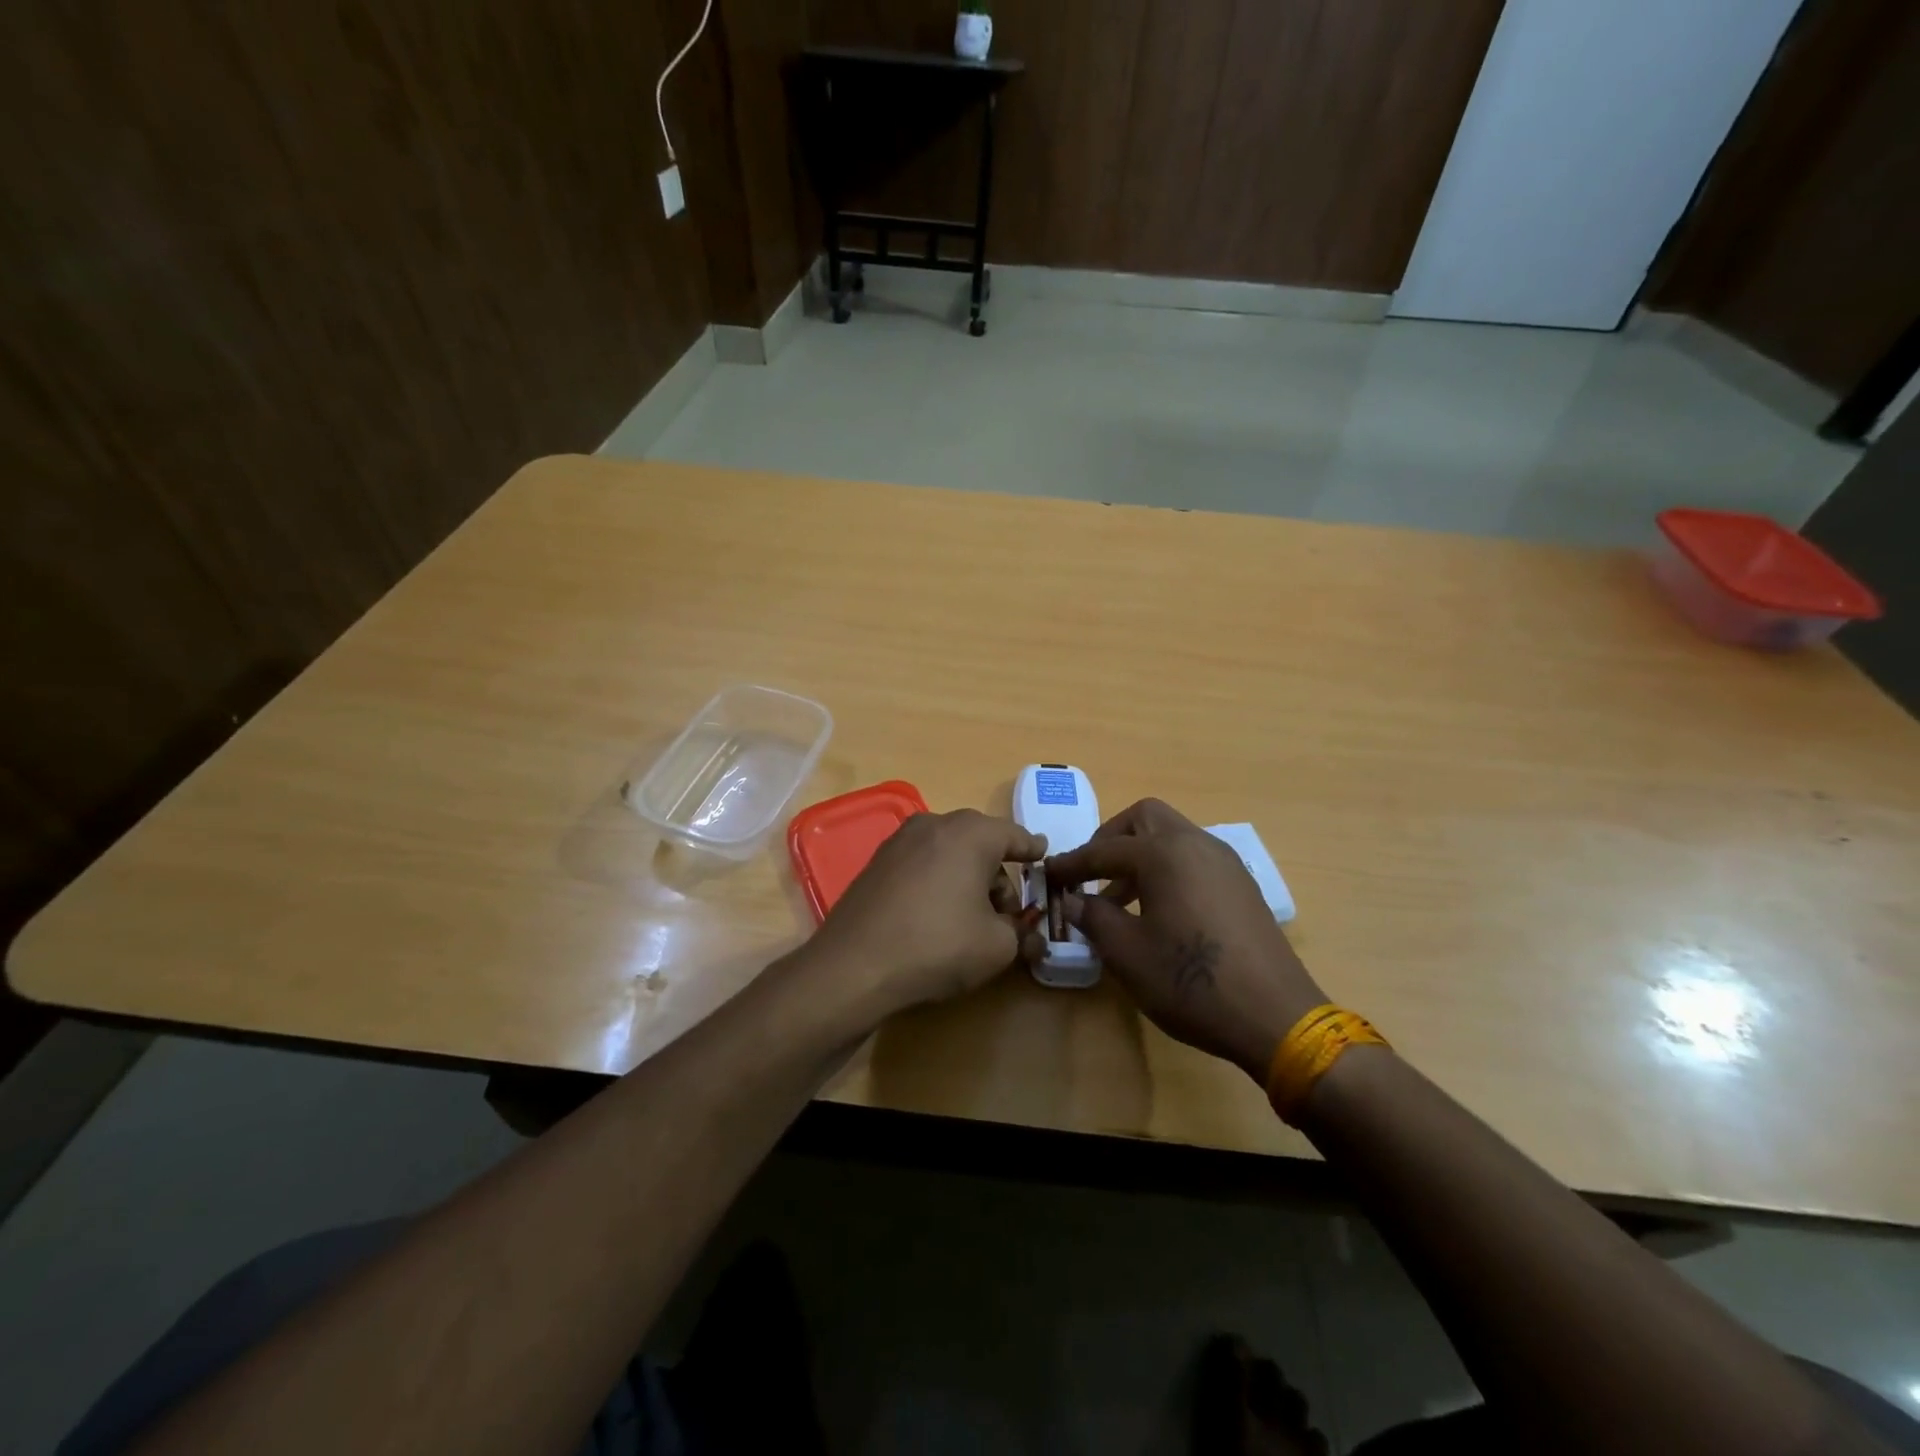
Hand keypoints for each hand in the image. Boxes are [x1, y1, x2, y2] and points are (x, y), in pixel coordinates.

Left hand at [811, 809, 1049, 1014]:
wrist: (855, 964)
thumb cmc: (938, 945)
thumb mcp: (996, 946)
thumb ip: (1021, 934)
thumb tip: (1032, 936)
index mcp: (971, 833)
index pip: (1014, 835)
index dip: (1032, 850)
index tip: (1043, 856)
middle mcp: (935, 824)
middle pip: (980, 842)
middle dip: (998, 874)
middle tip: (1007, 912)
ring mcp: (900, 840)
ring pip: (949, 852)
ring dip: (967, 877)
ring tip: (971, 919)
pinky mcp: (877, 861)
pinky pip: (922, 862)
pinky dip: (938, 880)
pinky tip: (936, 914)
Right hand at [1047, 800, 1325, 1081]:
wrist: (1276, 1016)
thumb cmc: (1191, 981)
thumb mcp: (1128, 953)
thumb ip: (1094, 917)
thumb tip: (1072, 900)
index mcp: (1164, 853)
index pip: (1104, 849)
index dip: (1072, 864)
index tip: (1049, 875)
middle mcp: (1196, 843)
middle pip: (1144, 819)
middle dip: (1111, 839)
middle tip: (1091, 873)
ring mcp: (1225, 862)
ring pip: (1172, 837)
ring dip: (1140, 855)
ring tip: (1119, 900)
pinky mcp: (1242, 884)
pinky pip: (1194, 858)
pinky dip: (1168, 868)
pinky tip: (1159, 910)